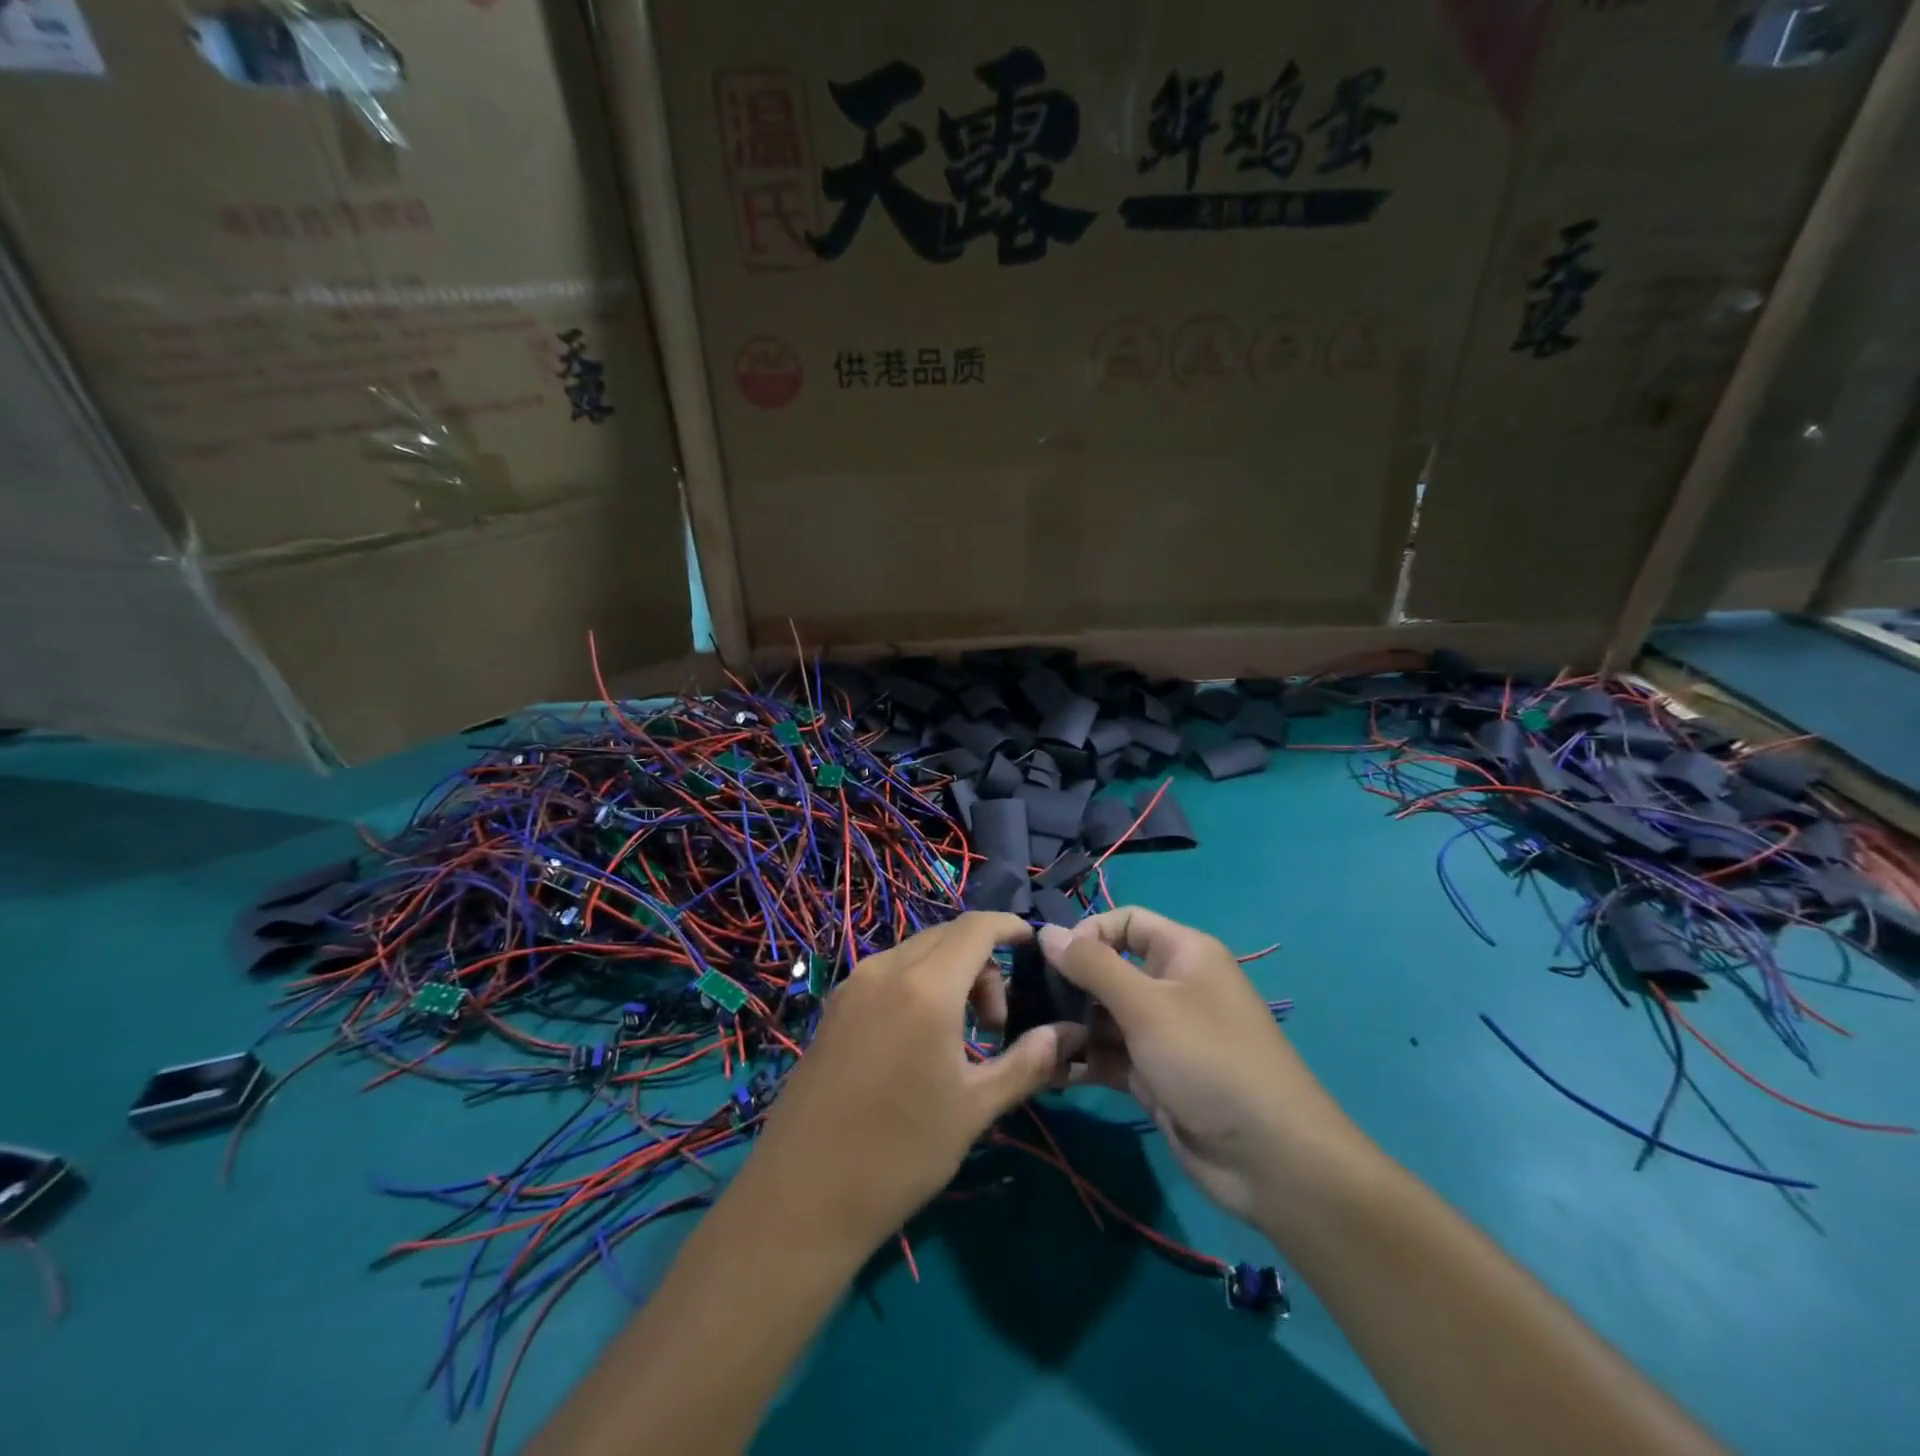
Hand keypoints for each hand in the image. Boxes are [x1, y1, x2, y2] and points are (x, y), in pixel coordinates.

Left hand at [744, 913, 1066, 1250]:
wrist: (801, 1197)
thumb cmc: (899, 1153)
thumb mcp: (975, 1109)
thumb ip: (1027, 1062)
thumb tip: (1070, 1034)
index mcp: (925, 987)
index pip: (977, 927)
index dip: (1011, 926)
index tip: (1035, 947)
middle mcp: (885, 969)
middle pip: (947, 936)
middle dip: (984, 964)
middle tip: (996, 1024)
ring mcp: (853, 985)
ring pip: (916, 953)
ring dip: (951, 974)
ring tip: (961, 1037)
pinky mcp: (834, 1006)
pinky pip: (889, 973)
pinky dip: (918, 985)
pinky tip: (919, 1040)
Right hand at [1039, 907, 1361, 1225]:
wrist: (1270, 1160)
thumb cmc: (1209, 1060)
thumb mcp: (1147, 1005)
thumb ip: (1093, 966)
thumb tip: (1047, 931)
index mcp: (1182, 953)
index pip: (1126, 922)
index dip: (1088, 933)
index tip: (1051, 960)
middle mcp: (1172, 987)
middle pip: (1109, 970)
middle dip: (1069, 985)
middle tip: (1027, 1004)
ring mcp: (1162, 1035)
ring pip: (1104, 1017)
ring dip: (1069, 1026)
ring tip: (1031, 1042)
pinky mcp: (1153, 1077)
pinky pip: (1108, 1057)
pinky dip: (1081, 1061)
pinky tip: (1047, 1072)